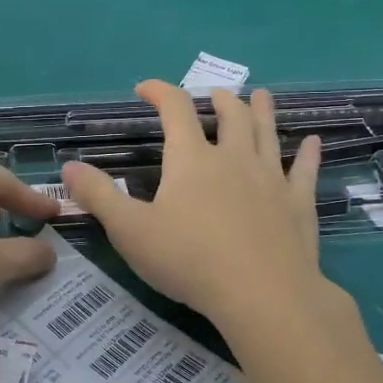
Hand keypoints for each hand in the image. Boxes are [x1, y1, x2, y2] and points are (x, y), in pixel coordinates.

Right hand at [62, 82, 325, 330]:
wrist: (261, 294)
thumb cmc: (189, 260)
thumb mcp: (130, 231)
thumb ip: (98, 196)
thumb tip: (68, 167)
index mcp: (191, 160)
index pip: (175, 110)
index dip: (160, 92)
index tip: (145, 88)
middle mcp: (233, 159)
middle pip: (230, 115)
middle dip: (218, 99)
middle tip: (213, 94)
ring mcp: (271, 179)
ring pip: (268, 134)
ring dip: (263, 111)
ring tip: (262, 96)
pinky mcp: (298, 204)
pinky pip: (305, 170)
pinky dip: (309, 153)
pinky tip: (314, 142)